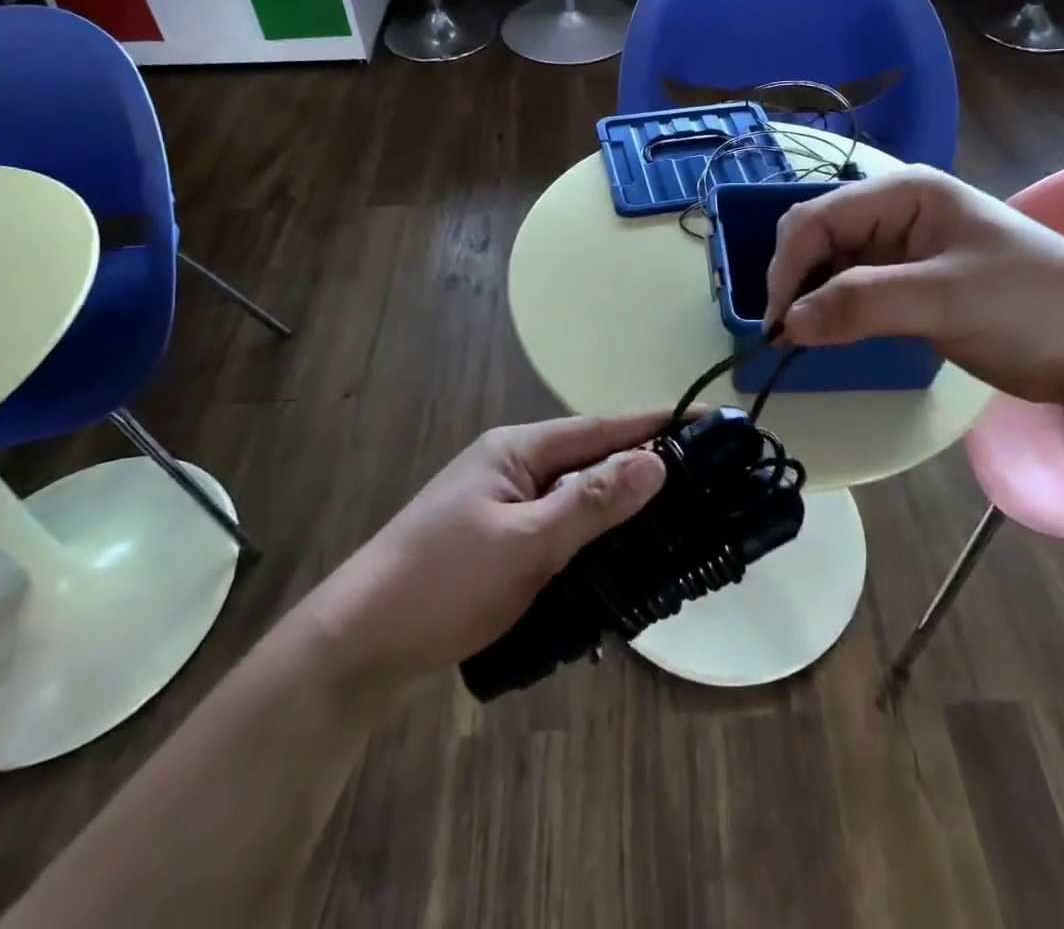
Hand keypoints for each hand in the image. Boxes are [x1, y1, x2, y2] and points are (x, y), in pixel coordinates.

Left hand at [302, 412, 668, 691]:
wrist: (357, 644)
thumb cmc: (442, 583)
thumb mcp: (525, 543)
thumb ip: (591, 503)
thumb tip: (657, 462)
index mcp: (516, 449)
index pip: (600, 427)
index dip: (654, 423)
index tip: (706, 420)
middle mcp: (511, 466)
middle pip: (590, 459)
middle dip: (643, 466)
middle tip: (704, 478)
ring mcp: (502, 504)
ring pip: (576, 496)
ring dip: (618, 506)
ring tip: (675, 517)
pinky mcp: (497, 541)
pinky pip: (559, 527)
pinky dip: (591, 536)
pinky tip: (619, 558)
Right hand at [763, 166, 1063, 406]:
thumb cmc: (1031, 303)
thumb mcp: (946, 298)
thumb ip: (863, 305)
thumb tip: (786, 325)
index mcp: (902, 193)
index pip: (818, 218)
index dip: (787, 265)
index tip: (778, 322)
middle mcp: (892, 213)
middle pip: (816, 238)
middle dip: (794, 281)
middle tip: (786, 335)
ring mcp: (898, 250)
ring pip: (828, 266)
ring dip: (808, 298)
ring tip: (799, 340)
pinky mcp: (905, 285)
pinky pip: (849, 291)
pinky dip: (830, 312)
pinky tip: (825, 336)